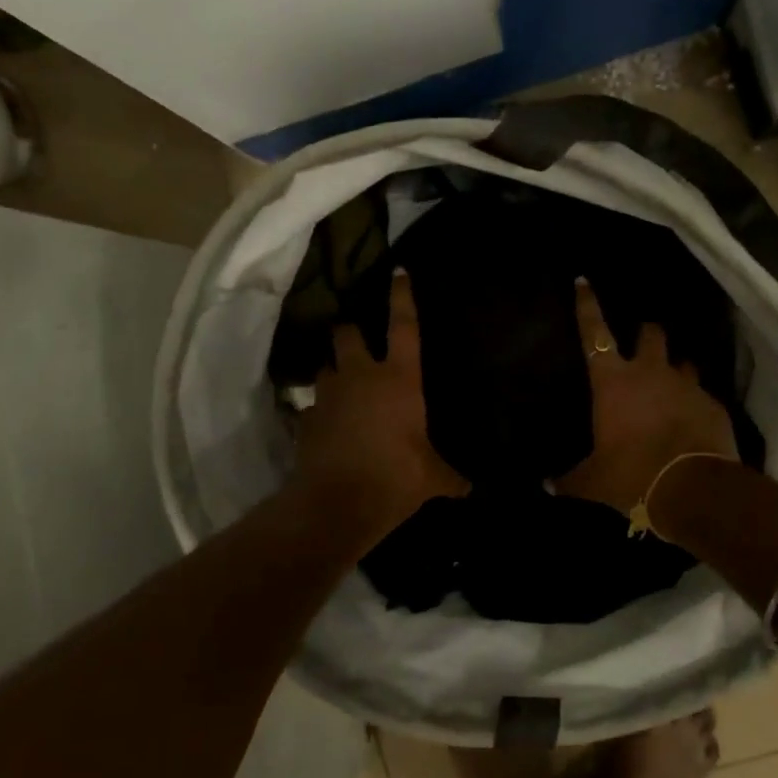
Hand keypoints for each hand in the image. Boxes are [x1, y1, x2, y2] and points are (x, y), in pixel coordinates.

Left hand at [291, 270, 467, 552]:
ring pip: (326, 367)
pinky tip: (329, 426)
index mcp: (398, 379)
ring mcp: (328, 396)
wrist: (335, 505)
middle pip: (348, 334)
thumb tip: (471, 487)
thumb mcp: (432, 478)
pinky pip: (313, 407)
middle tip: (358, 339)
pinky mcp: (307, 420)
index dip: (401, 297)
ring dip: (335, 371)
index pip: (403, 326)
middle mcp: (360, 377)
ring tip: (344, 386)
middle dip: (351, 331)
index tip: (398, 271)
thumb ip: (452, 476)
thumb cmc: (394, 479)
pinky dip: (321, 411)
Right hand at [555, 279, 736, 515]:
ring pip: (682, 362)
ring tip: (671, 388)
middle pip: (651, 334)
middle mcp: (650, 372)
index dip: (587, 305)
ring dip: (674, 370)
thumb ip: (570, 480)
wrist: (694, 489)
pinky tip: (692, 423)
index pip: (594, 332)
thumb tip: (547, 485)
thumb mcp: (593, 482)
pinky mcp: (713, 404)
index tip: (583, 280)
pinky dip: (695, 403)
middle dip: (646, 333)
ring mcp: (686, 385)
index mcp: (613, 381)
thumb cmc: (632, 475)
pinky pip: (702, 395)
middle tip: (643, 343)